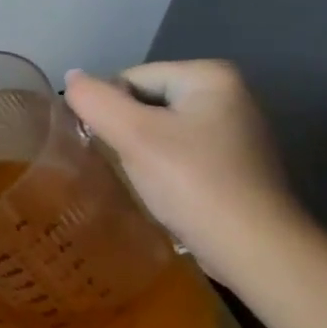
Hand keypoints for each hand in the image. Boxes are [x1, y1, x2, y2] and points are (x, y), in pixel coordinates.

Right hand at [63, 61, 308, 272]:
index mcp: (209, 76)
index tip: (113, 147)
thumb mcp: (133, 135)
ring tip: (140, 180)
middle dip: (126, 130)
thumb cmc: (193, 183)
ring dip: (140, 151)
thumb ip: (94, 100)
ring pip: (159, 129)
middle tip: (124, 164)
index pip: (129, 79)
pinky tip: (162, 191)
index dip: (110, 110)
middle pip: (144, 101)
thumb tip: (71, 77)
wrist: (255, 251)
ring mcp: (234, 130)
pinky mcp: (234, 163)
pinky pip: (178, 152)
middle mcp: (228, 94)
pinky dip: (162, 168)